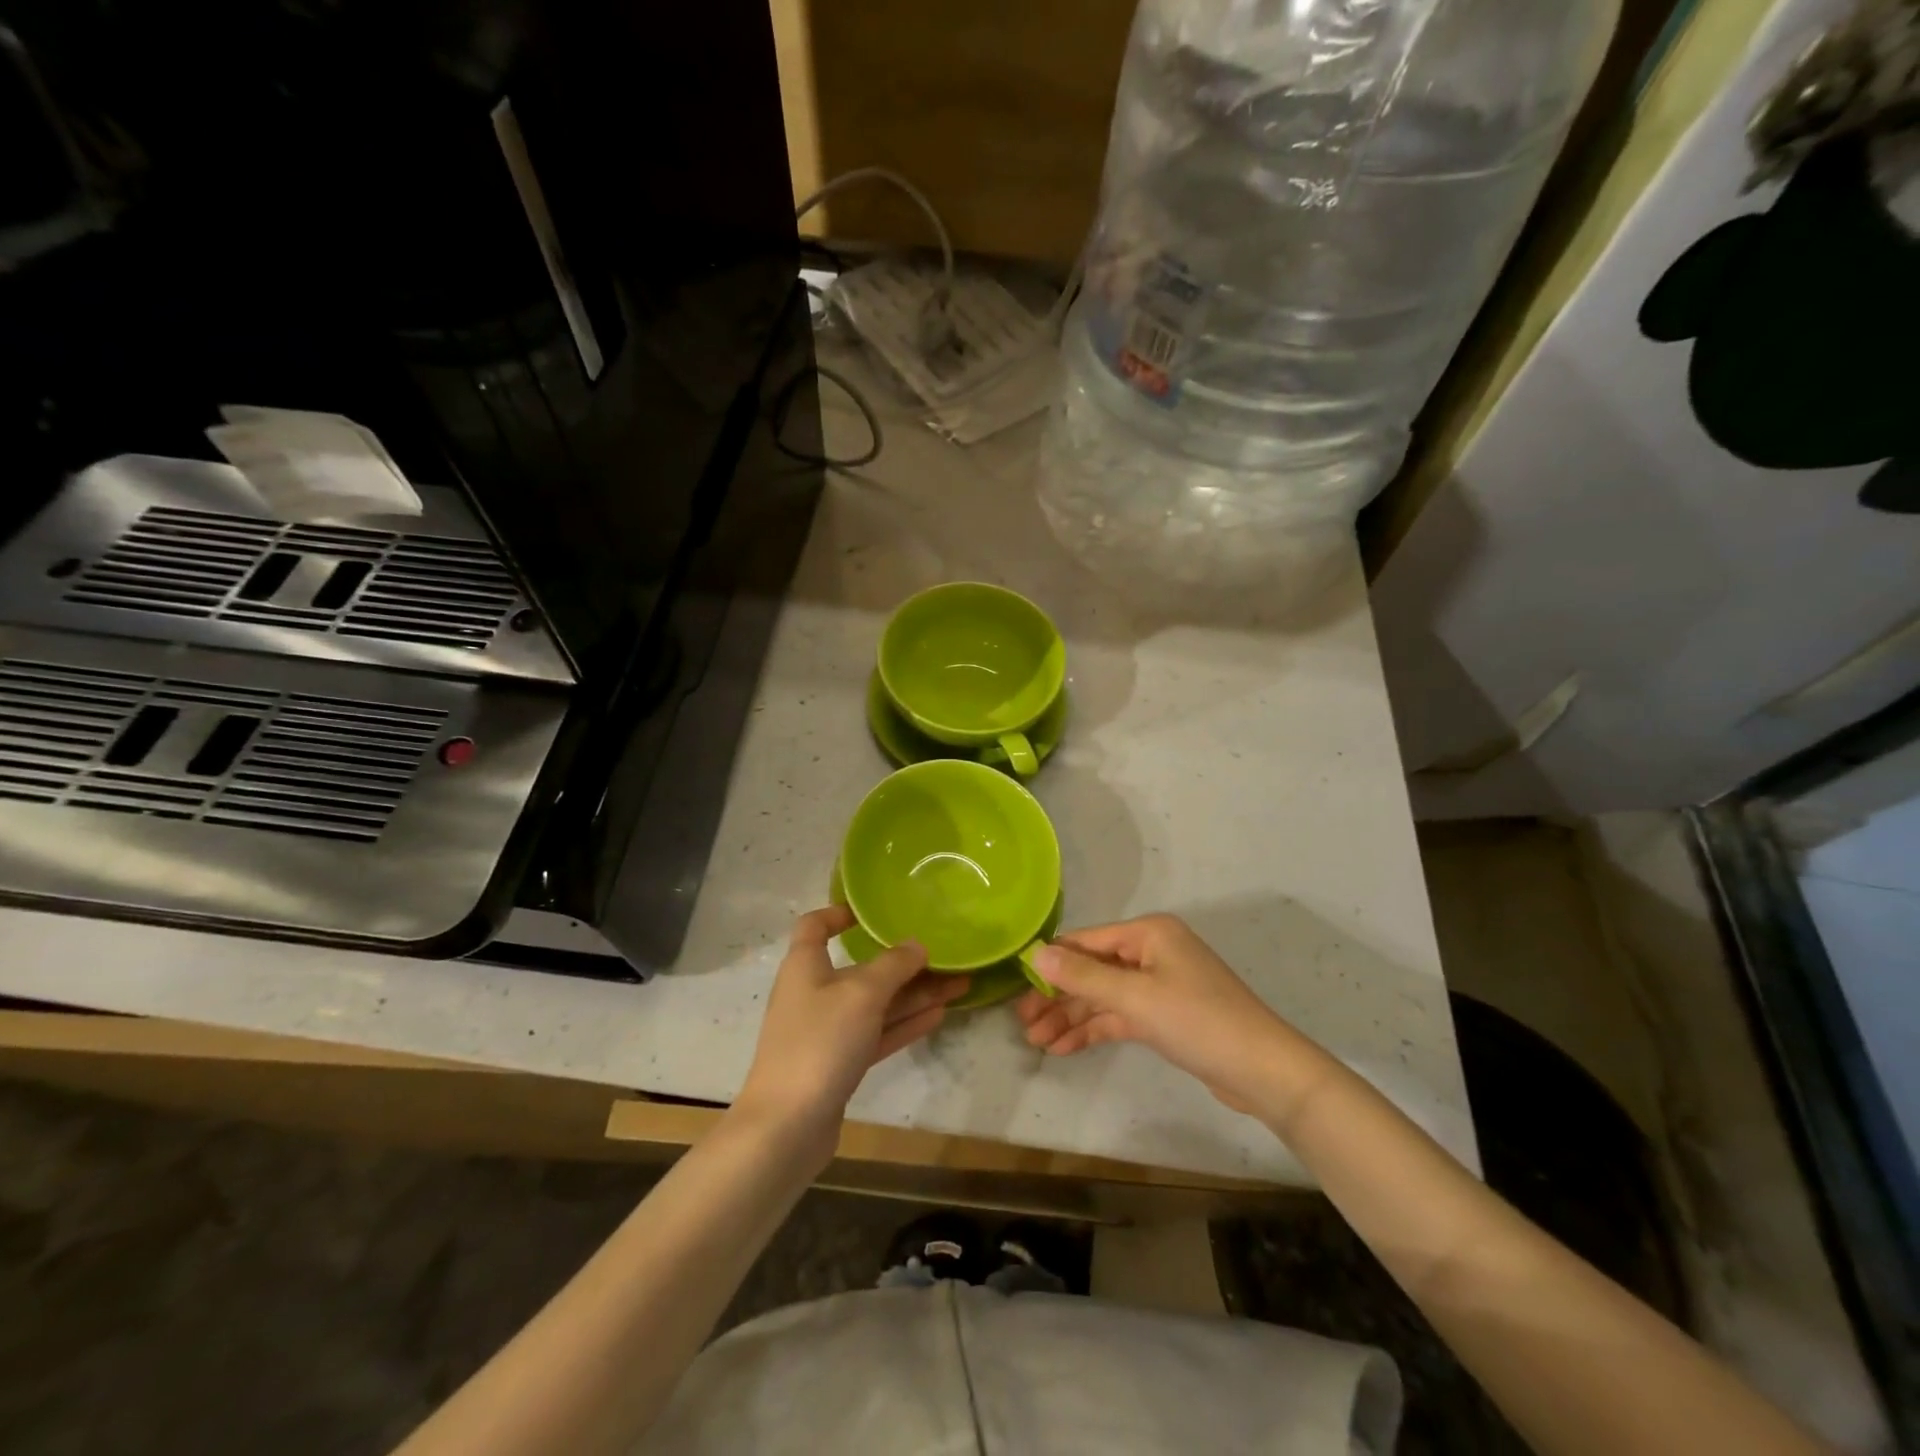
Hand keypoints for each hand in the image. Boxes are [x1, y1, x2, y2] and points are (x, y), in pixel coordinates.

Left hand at [737, 906, 966, 1145]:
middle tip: (947, 957)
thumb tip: (917, 944)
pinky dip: (904, 1024)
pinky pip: (877, 1034)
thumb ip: (893, 965)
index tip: (873, 912)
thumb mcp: (862, 994)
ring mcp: (826, 1032)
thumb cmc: (820, 1042)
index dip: (839, 913)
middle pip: (861, 969)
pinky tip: (938, 1016)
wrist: (787, 1127)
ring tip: (959, 985)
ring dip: (914, 995)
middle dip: (903, 963)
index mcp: (805, 965)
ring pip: (876, 1004)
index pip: (815, 926)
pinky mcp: (839, 1064)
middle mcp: (814, 993)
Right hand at [1017, 913, 1298, 1111]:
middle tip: (1023, 1024)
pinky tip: (1065, 1048)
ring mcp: (1159, 983)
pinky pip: (1119, 1015)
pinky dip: (1094, 1029)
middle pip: (1092, 969)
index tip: (1017, 988)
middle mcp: (1151, 951)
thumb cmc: (1198, 1021)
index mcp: (1148, 933)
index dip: (1050, 964)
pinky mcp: (1164, 1015)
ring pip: (1103, 995)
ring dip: (1071, 1017)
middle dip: (1057, 997)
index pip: (1085, 942)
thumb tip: (1035, 954)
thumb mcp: (1136, 997)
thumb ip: (1083, 976)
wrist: (1263, 1071)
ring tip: (1037, 1042)